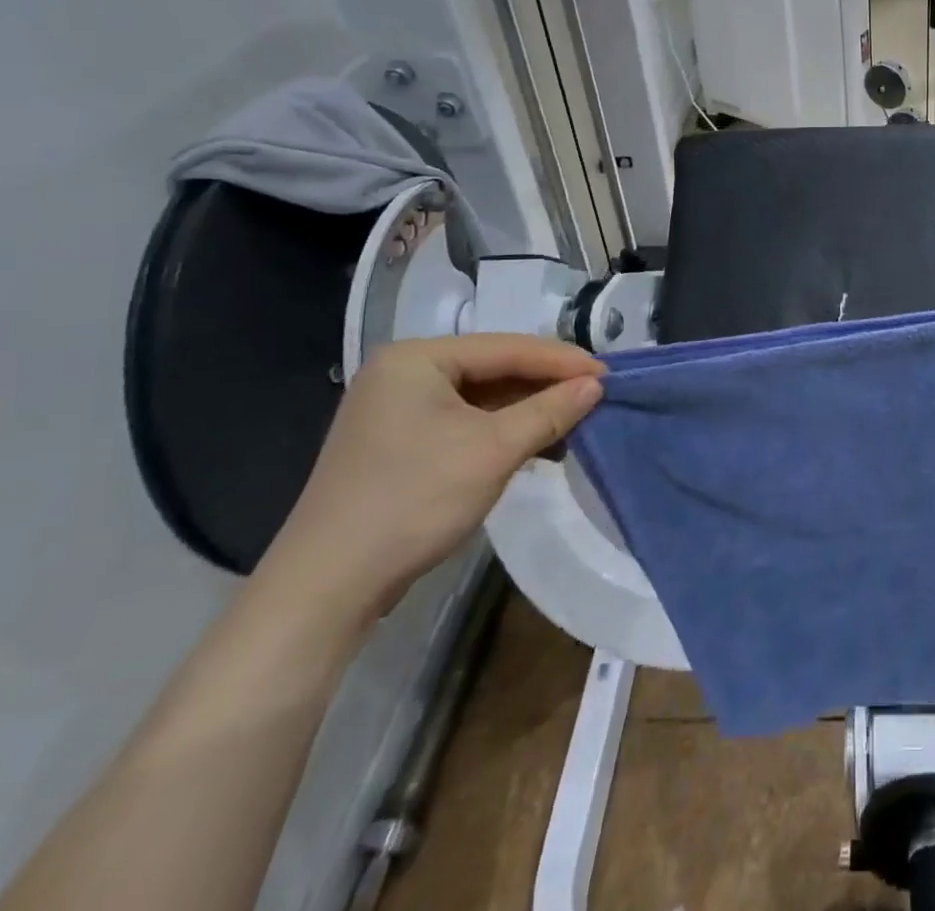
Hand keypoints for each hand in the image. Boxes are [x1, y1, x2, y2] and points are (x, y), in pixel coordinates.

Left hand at [258, 335, 604, 623]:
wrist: (326, 588)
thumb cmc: (413, 502)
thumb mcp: (493, 451)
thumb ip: (550, 411)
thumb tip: (595, 386)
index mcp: (417, 359)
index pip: (507, 347)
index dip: (561, 361)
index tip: (608, 375)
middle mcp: (403, 374)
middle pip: (494, 368)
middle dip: (546, 385)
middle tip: (596, 397)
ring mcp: (397, 410)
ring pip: (482, 397)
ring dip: (529, 410)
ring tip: (575, 423)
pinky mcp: (399, 443)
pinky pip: (465, 421)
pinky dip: (503, 431)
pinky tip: (537, 445)